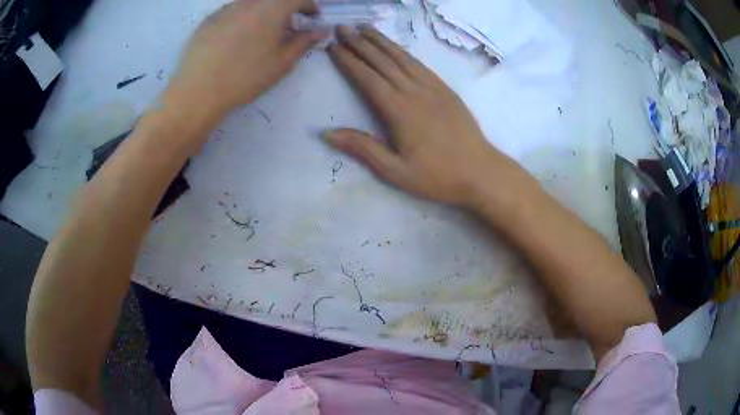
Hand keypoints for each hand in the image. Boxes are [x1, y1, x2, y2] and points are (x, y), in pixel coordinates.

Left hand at [165, 0, 326, 116]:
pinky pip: (232, 11)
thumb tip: (321, 30)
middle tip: (287, 25)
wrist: (198, 91)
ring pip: (252, 3)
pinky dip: (242, 17)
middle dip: (286, 8)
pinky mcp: (208, 19)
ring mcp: (226, 8)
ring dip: (263, 11)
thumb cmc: (245, 77)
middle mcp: (249, 2)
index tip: (313, 17)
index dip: (310, 5)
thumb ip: (304, 41)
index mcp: (272, 8)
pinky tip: (235, 37)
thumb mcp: (282, 62)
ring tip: (260, 32)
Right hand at [327, 26, 527, 209]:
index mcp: (398, 111)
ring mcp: (432, 87)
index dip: (348, 61)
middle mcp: (414, 92)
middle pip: (382, 61)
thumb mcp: (396, 171)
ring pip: (402, 57)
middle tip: (342, 27)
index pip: (367, 78)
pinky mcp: (446, 89)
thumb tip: (328, 133)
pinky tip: (395, 47)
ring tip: (364, 27)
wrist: (480, 171)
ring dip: (381, 41)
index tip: (333, 46)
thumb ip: (363, 148)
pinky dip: (403, 52)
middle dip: (360, 43)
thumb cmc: (437, 176)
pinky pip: (420, 64)